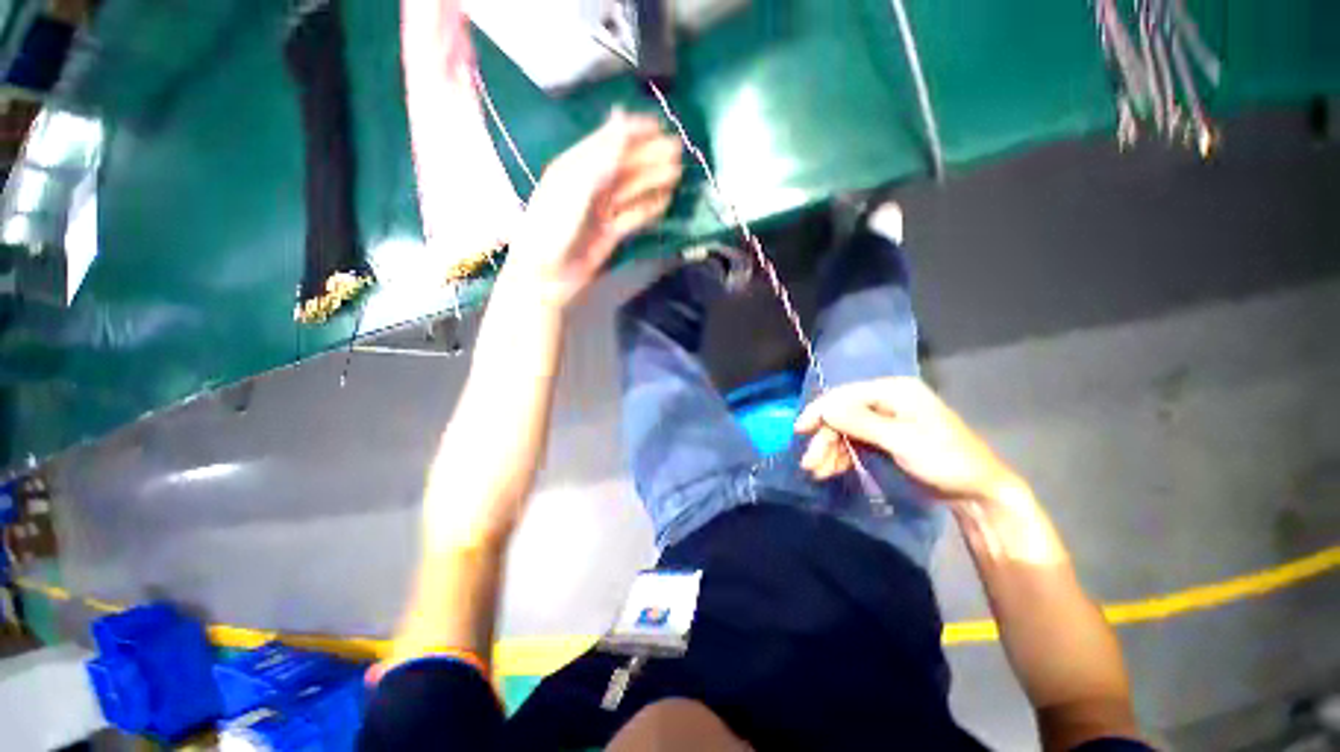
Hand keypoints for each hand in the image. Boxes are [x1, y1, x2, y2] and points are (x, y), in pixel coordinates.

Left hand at [505, 109, 682, 307]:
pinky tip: (665, 202)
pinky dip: (649, 209)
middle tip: (677, 150)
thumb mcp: (576, 186)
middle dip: (649, 156)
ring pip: (631, 190)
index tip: (660, 125)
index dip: (633, 132)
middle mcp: (590, 185)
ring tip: (677, 173)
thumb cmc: (553, 228)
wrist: (547, 276)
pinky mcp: (610, 233)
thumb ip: (601, 156)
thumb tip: (621, 117)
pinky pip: (633, 216)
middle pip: (624, 166)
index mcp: (575, 167)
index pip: (607, 142)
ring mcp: (601, 211)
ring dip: (653, 180)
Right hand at [794, 377, 1026, 504]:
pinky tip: (829, 470)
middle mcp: (885, 401)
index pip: (845, 395)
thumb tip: (825, 408)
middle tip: (809, 463)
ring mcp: (884, 421)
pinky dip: (841, 457)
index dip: (820, 411)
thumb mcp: (903, 440)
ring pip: (845, 431)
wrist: (977, 492)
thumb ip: (861, 422)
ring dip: (829, 450)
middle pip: (842, 415)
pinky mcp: (884, 439)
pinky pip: (854, 443)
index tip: (800, 431)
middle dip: (825, 439)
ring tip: (817, 472)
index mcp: (893, 391)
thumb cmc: (946, 460)